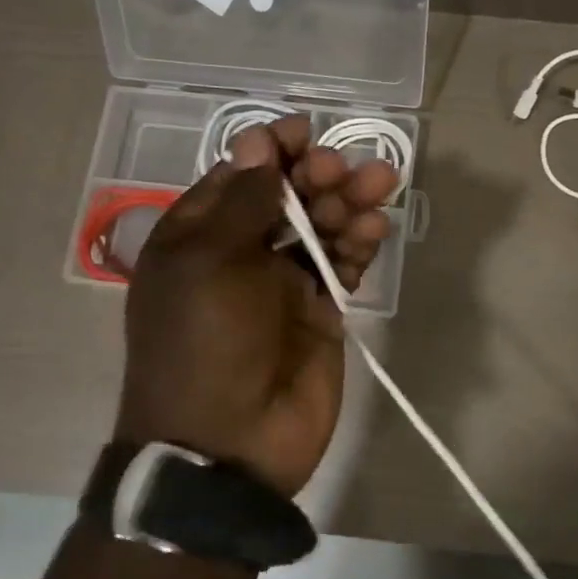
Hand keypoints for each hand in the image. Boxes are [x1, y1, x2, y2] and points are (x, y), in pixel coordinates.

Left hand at [115, 114, 397, 496]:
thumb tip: (256, 139)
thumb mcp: (208, 263)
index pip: (239, 175)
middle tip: (341, 171)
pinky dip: (359, 243)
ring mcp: (282, 283)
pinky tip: (375, 228)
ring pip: (320, 226)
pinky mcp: (319, 310)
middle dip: (317, 175)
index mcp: (198, 236)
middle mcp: (240, 252)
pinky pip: (342, 264)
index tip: (306, 131)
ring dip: (348, 202)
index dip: (272, 149)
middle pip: (286, 195)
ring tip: (380, 185)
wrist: (228, 447)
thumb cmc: (204, 344)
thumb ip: (243, 200)